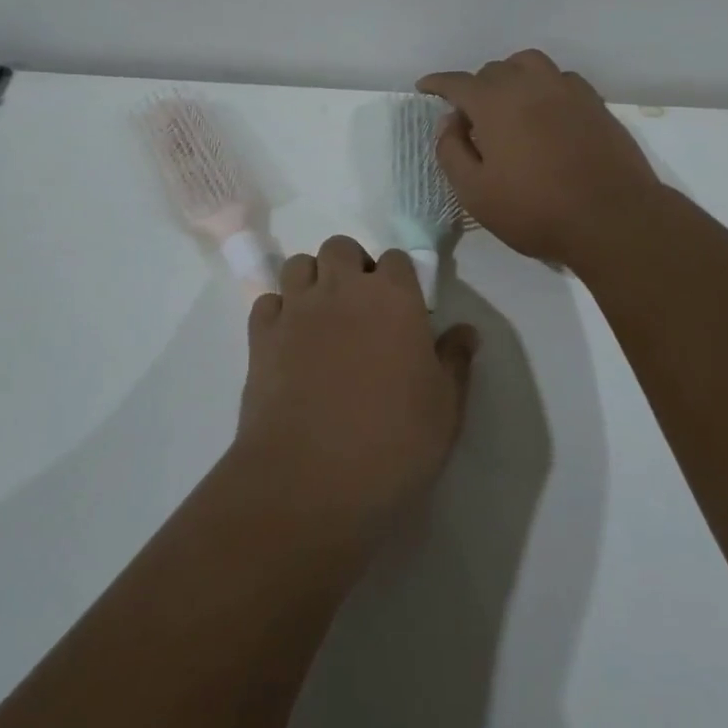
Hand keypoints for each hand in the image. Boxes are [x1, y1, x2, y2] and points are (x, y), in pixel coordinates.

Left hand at [237, 235, 478, 532]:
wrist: (311, 480)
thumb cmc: (393, 443)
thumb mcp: (445, 408)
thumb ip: (455, 361)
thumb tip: (466, 331)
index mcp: (393, 297)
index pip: (396, 258)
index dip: (399, 279)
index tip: (403, 309)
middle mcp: (342, 289)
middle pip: (341, 247)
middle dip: (351, 266)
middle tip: (361, 307)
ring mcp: (296, 309)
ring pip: (299, 265)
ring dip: (312, 280)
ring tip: (322, 316)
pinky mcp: (260, 336)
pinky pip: (267, 302)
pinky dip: (278, 312)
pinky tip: (289, 341)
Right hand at [418, 49, 661, 267]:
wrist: (612, 218)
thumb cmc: (535, 209)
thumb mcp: (475, 192)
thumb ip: (451, 151)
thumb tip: (448, 122)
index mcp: (495, 102)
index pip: (457, 82)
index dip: (437, 84)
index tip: (425, 88)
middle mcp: (530, 84)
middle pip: (493, 70)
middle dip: (475, 88)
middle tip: (470, 120)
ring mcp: (567, 90)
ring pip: (529, 64)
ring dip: (511, 77)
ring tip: (508, 105)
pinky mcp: (595, 103)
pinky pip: (560, 79)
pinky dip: (544, 87)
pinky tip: (545, 113)